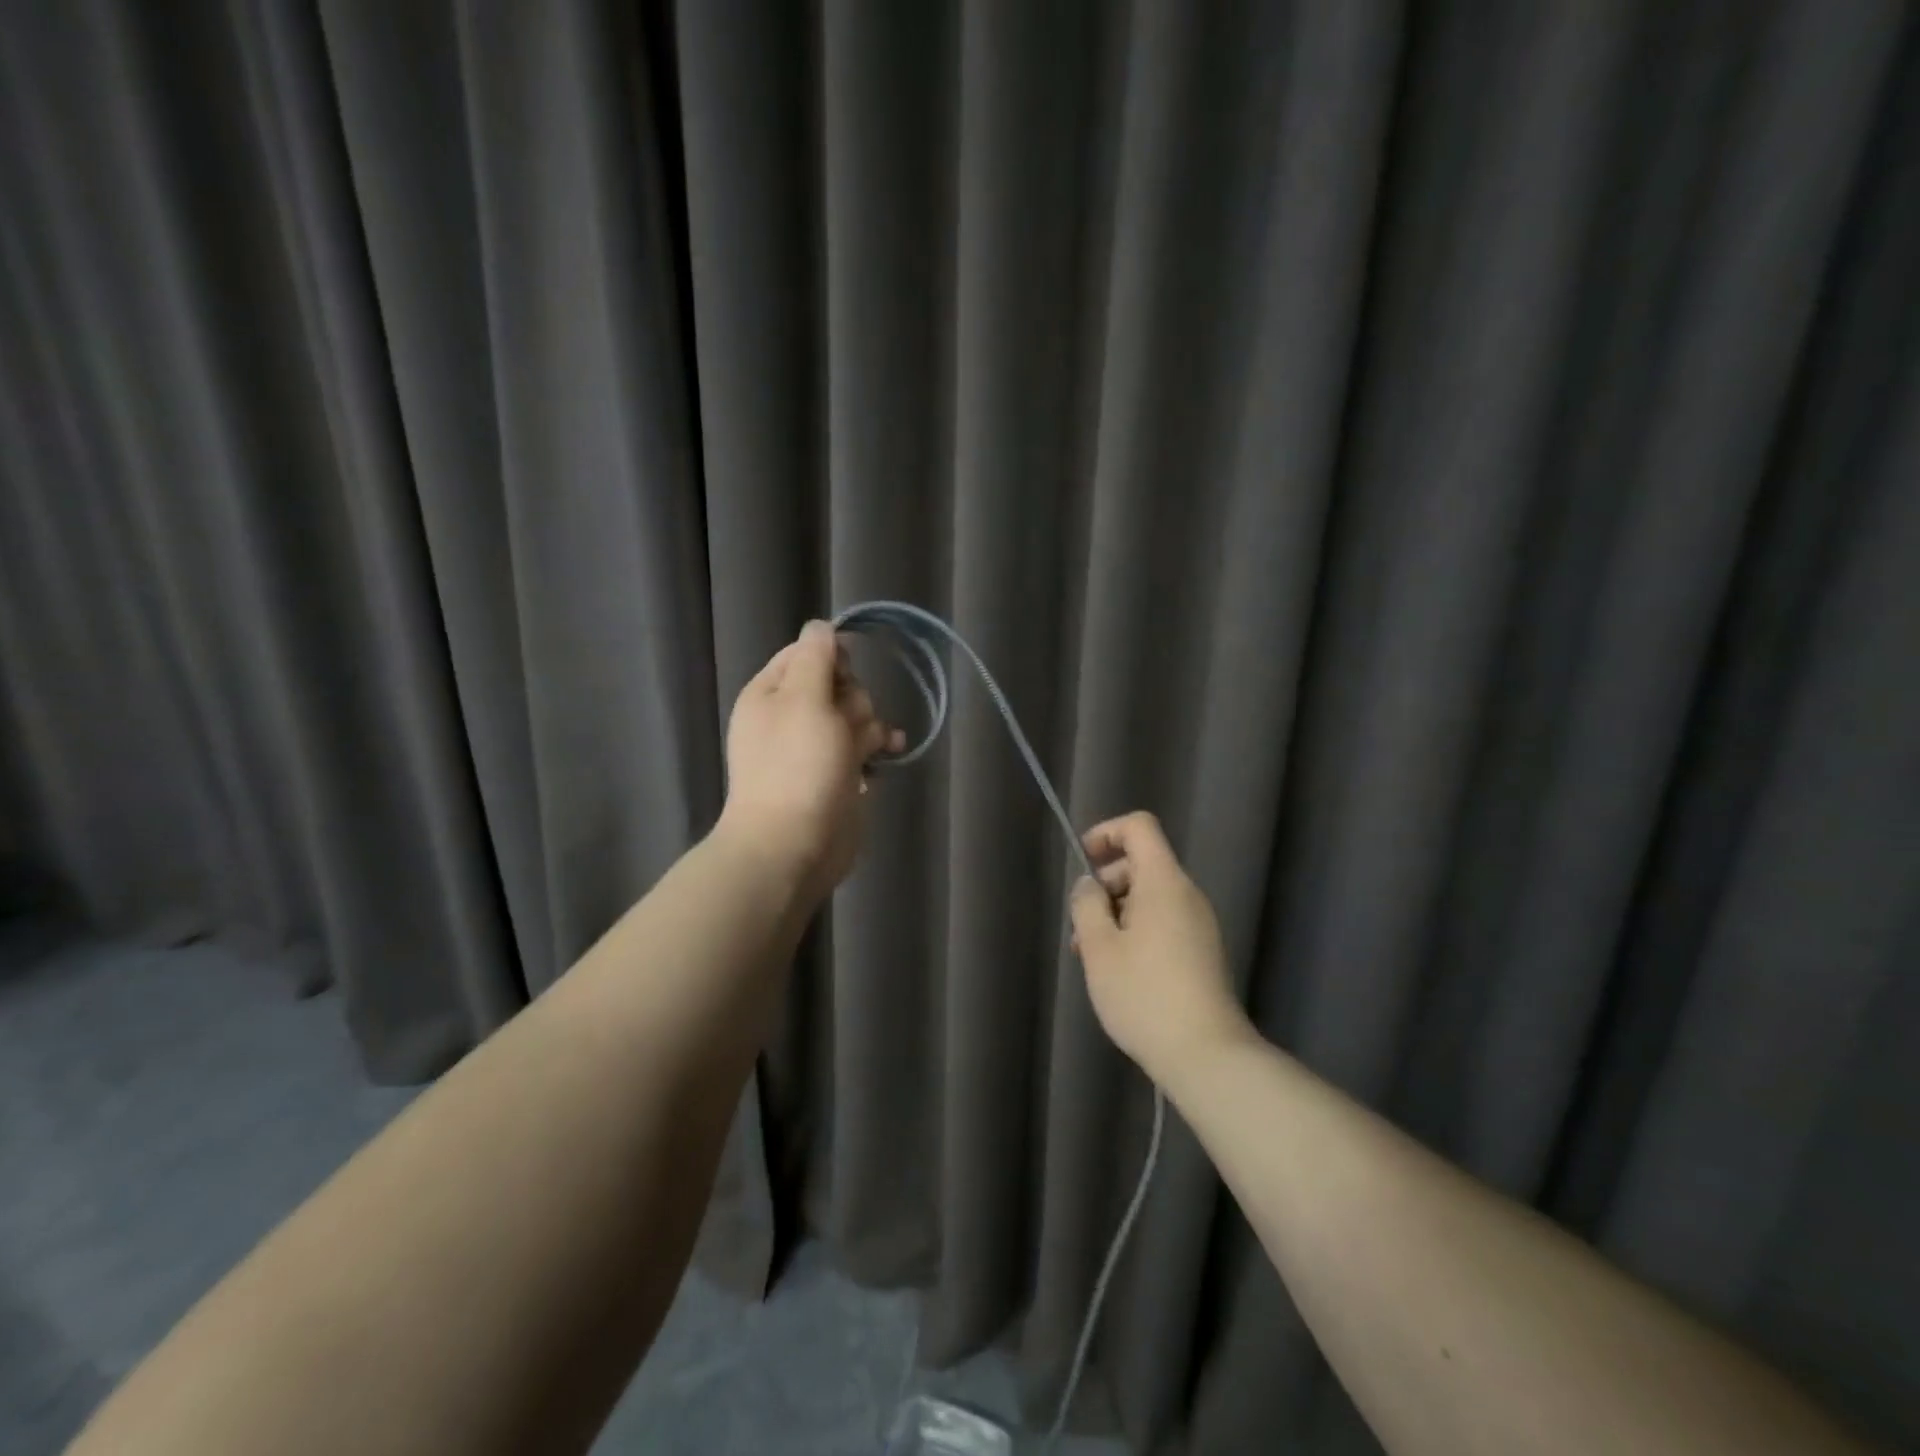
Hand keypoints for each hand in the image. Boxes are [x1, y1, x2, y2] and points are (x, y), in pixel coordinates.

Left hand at [718, 621, 905, 895]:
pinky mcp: (838, 775)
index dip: (832, 657)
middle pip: (839, 685)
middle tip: (846, 726)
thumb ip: (816, 657)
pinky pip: (865, 748)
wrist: (793, 845)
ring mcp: (816, 749)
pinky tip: (891, 753)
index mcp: (771, 693)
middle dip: (853, 701)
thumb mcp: (804, 699)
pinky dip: (878, 748)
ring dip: (870, 726)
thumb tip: (821, 625)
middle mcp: (792, 716)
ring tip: (865, 750)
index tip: (845, 674)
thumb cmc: (797, 767)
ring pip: (856, 717)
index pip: (807, 653)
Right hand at [1068, 812, 1249, 1084]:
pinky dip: (1136, 931)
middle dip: (1105, 885)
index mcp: (1164, 882)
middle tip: (1081, 927)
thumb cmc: (1145, 994)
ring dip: (1116, 914)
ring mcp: (1199, 924)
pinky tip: (1119, 971)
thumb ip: (1087, 905)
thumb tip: (1089, 885)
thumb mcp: (1099, 948)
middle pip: (1141, 864)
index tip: (1082, 863)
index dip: (1106, 832)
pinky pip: (1164, 922)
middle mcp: (1187, 895)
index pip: (1139, 827)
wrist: (1206, 1055)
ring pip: (1149, 898)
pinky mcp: (1203, 952)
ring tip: (1092, 956)